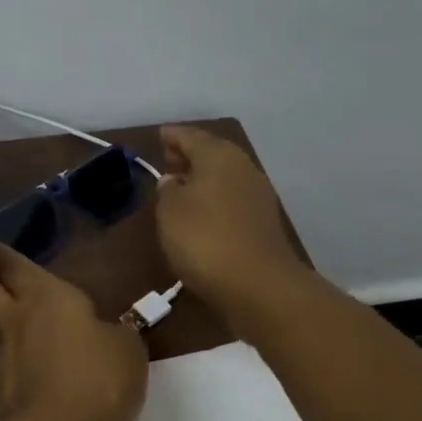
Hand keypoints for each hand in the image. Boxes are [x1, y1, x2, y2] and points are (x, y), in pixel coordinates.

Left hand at [0, 238, 147, 420]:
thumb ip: (114, 334)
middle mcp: (16, 318)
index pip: (14, 264)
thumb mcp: (126, 349)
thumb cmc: (97, 376)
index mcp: (46, 295)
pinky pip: (5, 366)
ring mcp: (2, 356)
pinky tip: (26, 369)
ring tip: (8, 317)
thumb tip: (106, 333)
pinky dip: (12, 361)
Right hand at [155, 125, 302, 317]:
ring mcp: (257, 196)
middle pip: (212, 153)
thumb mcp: (170, 211)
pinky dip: (214, 198)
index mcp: (218, 156)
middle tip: (168, 158)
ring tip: (179, 187)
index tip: (159, 135)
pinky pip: (231, 198)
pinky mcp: (262, 222)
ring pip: (224, 176)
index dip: (173, 136)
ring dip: (202, 178)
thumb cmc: (204, 239)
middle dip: (189, 154)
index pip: (191, 136)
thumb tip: (173, 181)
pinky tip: (200, 212)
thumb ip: (167, 190)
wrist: (258, 285)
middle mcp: (242, 168)